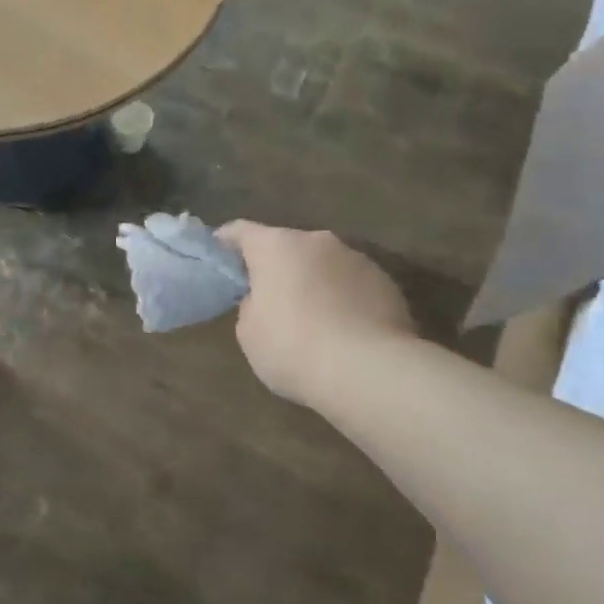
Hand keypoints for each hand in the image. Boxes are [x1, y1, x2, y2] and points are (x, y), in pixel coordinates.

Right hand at [217, 222, 416, 403]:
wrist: (369, 372)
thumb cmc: (293, 348)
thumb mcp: (249, 332)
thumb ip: (250, 305)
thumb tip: (264, 299)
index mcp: (276, 246)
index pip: (240, 231)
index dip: (225, 243)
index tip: (217, 258)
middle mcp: (317, 241)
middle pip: (286, 246)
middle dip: (275, 266)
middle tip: (265, 296)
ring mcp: (357, 259)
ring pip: (323, 264)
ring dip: (312, 281)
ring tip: (310, 318)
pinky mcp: (386, 283)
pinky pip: (351, 285)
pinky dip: (341, 299)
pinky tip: (342, 330)